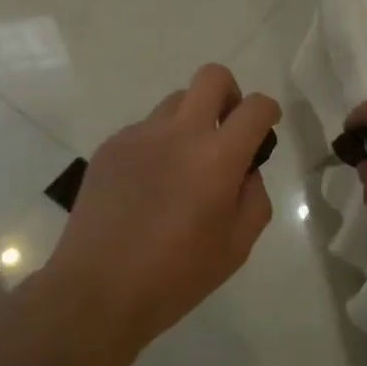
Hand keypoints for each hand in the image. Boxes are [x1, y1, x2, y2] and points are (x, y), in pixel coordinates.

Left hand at [50, 64, 280, 350]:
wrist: (98, 288)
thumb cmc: (176, 275)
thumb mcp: (237, 246)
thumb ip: (254, 197)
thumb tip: (245, 170)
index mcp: (216, 157)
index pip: (255, 108)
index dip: (268, 111)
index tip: (266, 126)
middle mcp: (179, 133)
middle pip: (211, 76)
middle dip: (229, 93)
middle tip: (226, 129)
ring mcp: (139, 135)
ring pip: (175, 102)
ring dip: (190, 121)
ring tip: (182, 166)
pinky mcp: (110, 147)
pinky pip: (144, 130)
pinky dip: (157, 145)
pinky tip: (148, 186)